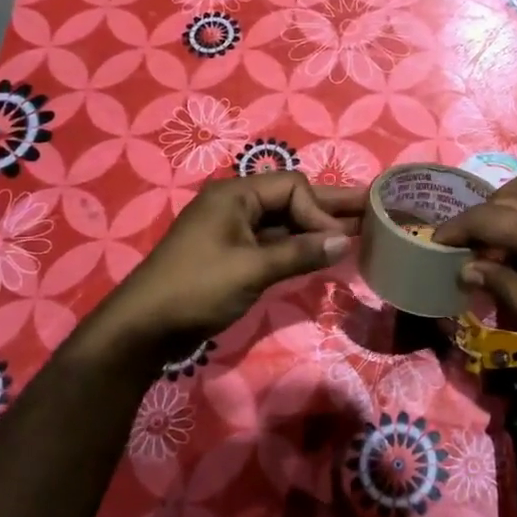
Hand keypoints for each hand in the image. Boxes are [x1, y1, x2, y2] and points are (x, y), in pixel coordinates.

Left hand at [97, 173, 362, 354]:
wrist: (143, 329)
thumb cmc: (196, 290)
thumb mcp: (251, 270)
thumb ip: (300, 253)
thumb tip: (344, 239)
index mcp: (235, 195)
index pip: (293, 187)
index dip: (319, 211)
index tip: (336, 241)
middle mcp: (236, 205)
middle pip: (292, 199)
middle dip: (329, 207)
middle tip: (373, 206)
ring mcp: (233, 231)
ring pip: (285, 223)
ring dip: (315, 229)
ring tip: (358, 230)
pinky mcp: (233, 255)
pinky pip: (274, 242)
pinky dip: (298, 247)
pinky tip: (323, 253)